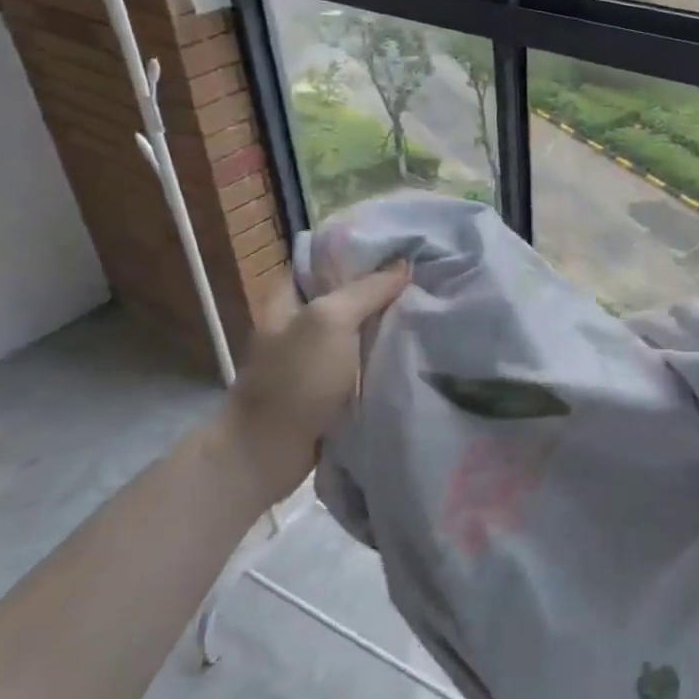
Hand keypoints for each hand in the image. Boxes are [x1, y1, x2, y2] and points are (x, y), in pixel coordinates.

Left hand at [223, 261, 409, 477]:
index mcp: (290, 296)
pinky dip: (384, 356)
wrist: (270, 450)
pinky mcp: (331, 386)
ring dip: (388, 324)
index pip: (327, 259)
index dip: (362, 251)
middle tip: (426, 278)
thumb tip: (404, 265)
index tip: (404, 247)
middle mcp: (302, 321)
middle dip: (383, 289)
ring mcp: (316, 355)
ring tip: (429, 309)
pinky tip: (415, 348)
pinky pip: (363, 362)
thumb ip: (367, 290)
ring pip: (359, 330)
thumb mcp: (330, 321)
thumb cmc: (295, 378)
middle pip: (348, 294)